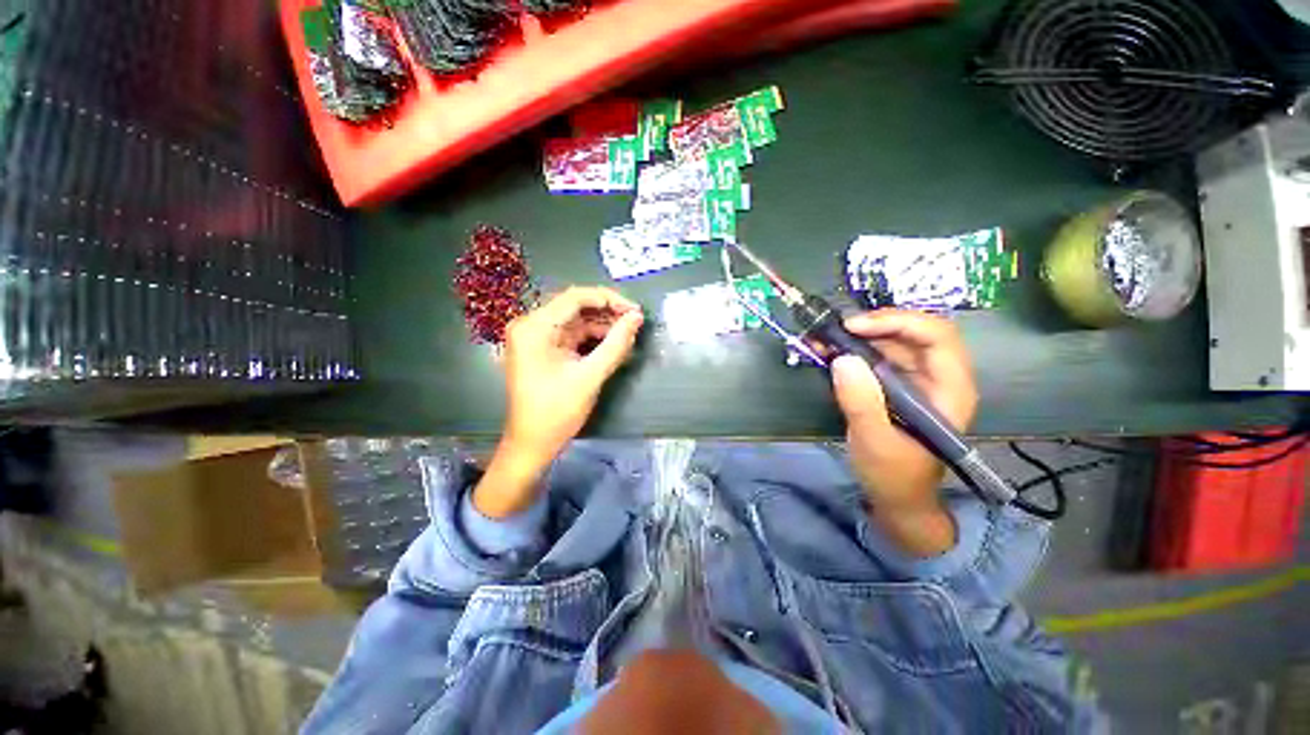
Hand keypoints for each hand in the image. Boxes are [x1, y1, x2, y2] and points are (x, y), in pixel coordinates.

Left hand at [474, 287, 644, 517]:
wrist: (532, 445)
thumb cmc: (557, 412)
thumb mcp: (590, 376)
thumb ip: (616, 344)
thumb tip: (637, 318)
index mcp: (535, 327)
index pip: (575, 297)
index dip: (608, 299)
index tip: (635, 311)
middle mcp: (532, 326)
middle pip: (575, 307)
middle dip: (607, 313)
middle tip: (635, 322)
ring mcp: (536, 338)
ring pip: (576, 321)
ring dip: (603, 326)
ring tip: (629, 334)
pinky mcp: (544, 350)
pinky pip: (573, 335)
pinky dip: (593, 338)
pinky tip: (613, 344)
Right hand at [829, 310, 977, 555]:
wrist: (895, 498)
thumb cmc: (893, 475)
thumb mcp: (875, 441)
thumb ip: (861, 402)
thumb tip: (842, 359)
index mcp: (948, 389)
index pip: (937, 336)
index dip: (897, 322)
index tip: (853, 327)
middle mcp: (937, 377)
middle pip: (914, 332)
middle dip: (875, 324)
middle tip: (836, 329)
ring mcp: (916, 380)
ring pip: (893, 341)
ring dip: (859, 335)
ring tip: (825, 338)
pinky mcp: (895, 385)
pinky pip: (877, 357)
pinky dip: (853, 350)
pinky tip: (829, 351)